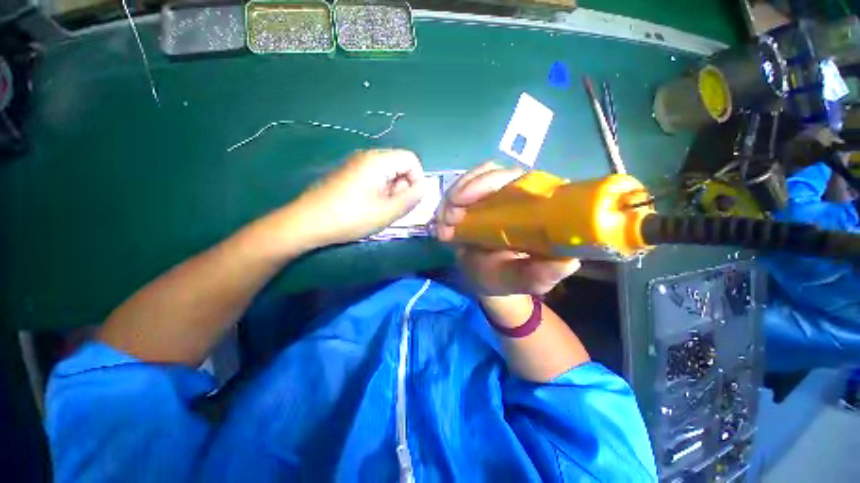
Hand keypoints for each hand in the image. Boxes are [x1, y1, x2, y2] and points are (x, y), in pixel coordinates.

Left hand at [290, 149, 425, 246]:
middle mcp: (367, 157)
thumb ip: (412, 198)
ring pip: (387, 173)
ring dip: (392, 191)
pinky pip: (374, 178)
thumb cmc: (351, 217)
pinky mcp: (348, 175)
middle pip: (399, 165)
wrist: (308, 222)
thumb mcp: (388, 211)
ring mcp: (356, 165)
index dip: (418, 179)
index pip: (411, 159)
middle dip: (404, 187)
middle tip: (395, 208)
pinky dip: (380, 191)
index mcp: (378, 161)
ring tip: (382, 211)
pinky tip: (370, 207)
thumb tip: (424, 187)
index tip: (412, 200)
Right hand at [436, 162, 579, 294]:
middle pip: (494, 174)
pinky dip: (448, 203)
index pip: (522, 180)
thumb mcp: (525, 281)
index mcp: (539, 209)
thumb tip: (567, 262)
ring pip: (475, 178)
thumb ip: (542, 276)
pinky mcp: (478, 199)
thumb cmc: (508, 278)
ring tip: (442, 224)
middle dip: (466, 191)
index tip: (464, 202)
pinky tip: (441, 221)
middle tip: (449, 217)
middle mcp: (519, 194)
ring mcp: (495, 194)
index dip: (490, 183)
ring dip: (453, 196)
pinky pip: (461, 189)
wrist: (484, 278)